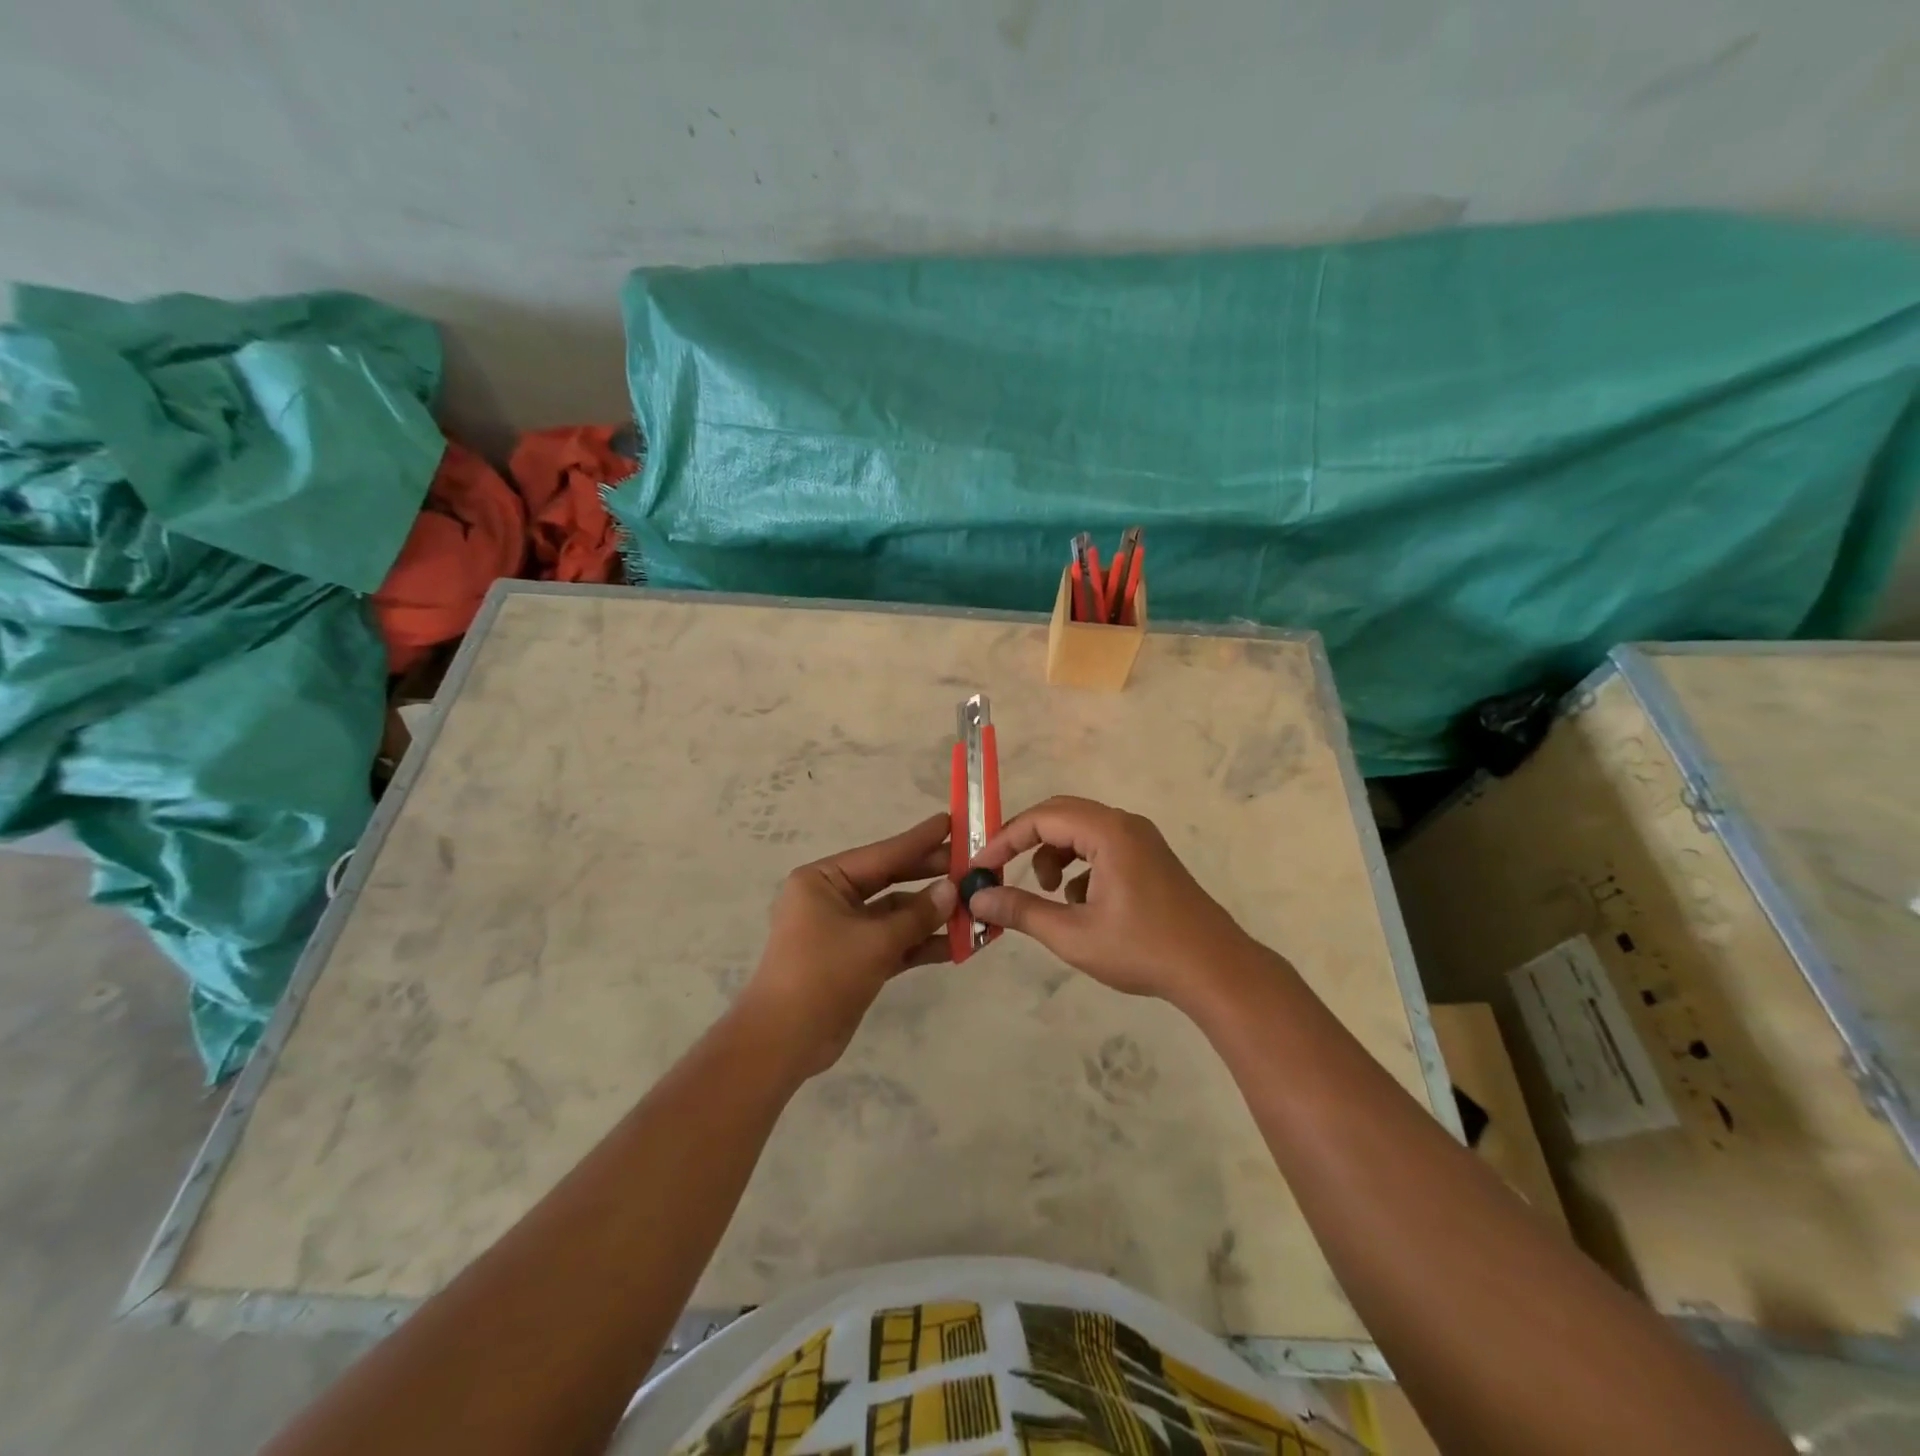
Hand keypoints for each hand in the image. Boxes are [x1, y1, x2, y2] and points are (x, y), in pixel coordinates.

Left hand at [739, 812, 958, 1076]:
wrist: (783, 1043)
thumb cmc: (822, 975)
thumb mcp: (874, 941)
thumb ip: (917, 914)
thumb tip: (953, 889)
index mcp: (823, 880)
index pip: (881, 854)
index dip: (919, 840)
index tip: (952, 822)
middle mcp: (832, 899)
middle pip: (890, 881)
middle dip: (931, 878)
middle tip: (972, 865)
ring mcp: (844, 931)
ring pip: (896, 915)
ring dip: (932, 916)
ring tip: (976, 908)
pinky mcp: (855, 960)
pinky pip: (894, 943)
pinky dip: (921, 944)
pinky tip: (959, 944)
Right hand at [967, 796, 1252, 1003]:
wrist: (1214, 970)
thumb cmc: (1142, 949)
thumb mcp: (1073, 934)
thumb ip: (1021, 911)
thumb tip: (978, 899)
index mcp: (1108, 832)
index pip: (1042, 818)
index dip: (1006, 839)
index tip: (980, 866)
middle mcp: (1125, 824)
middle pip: (1061, 815)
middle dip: (1027, 842)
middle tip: (1002, 870)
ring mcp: (1142, 839)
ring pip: (1081, 831)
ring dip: (1055, 855)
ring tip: (1049, 894)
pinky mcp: (1150, 858)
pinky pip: (1102, 846)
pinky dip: (1080, 865)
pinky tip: (1082, 904)